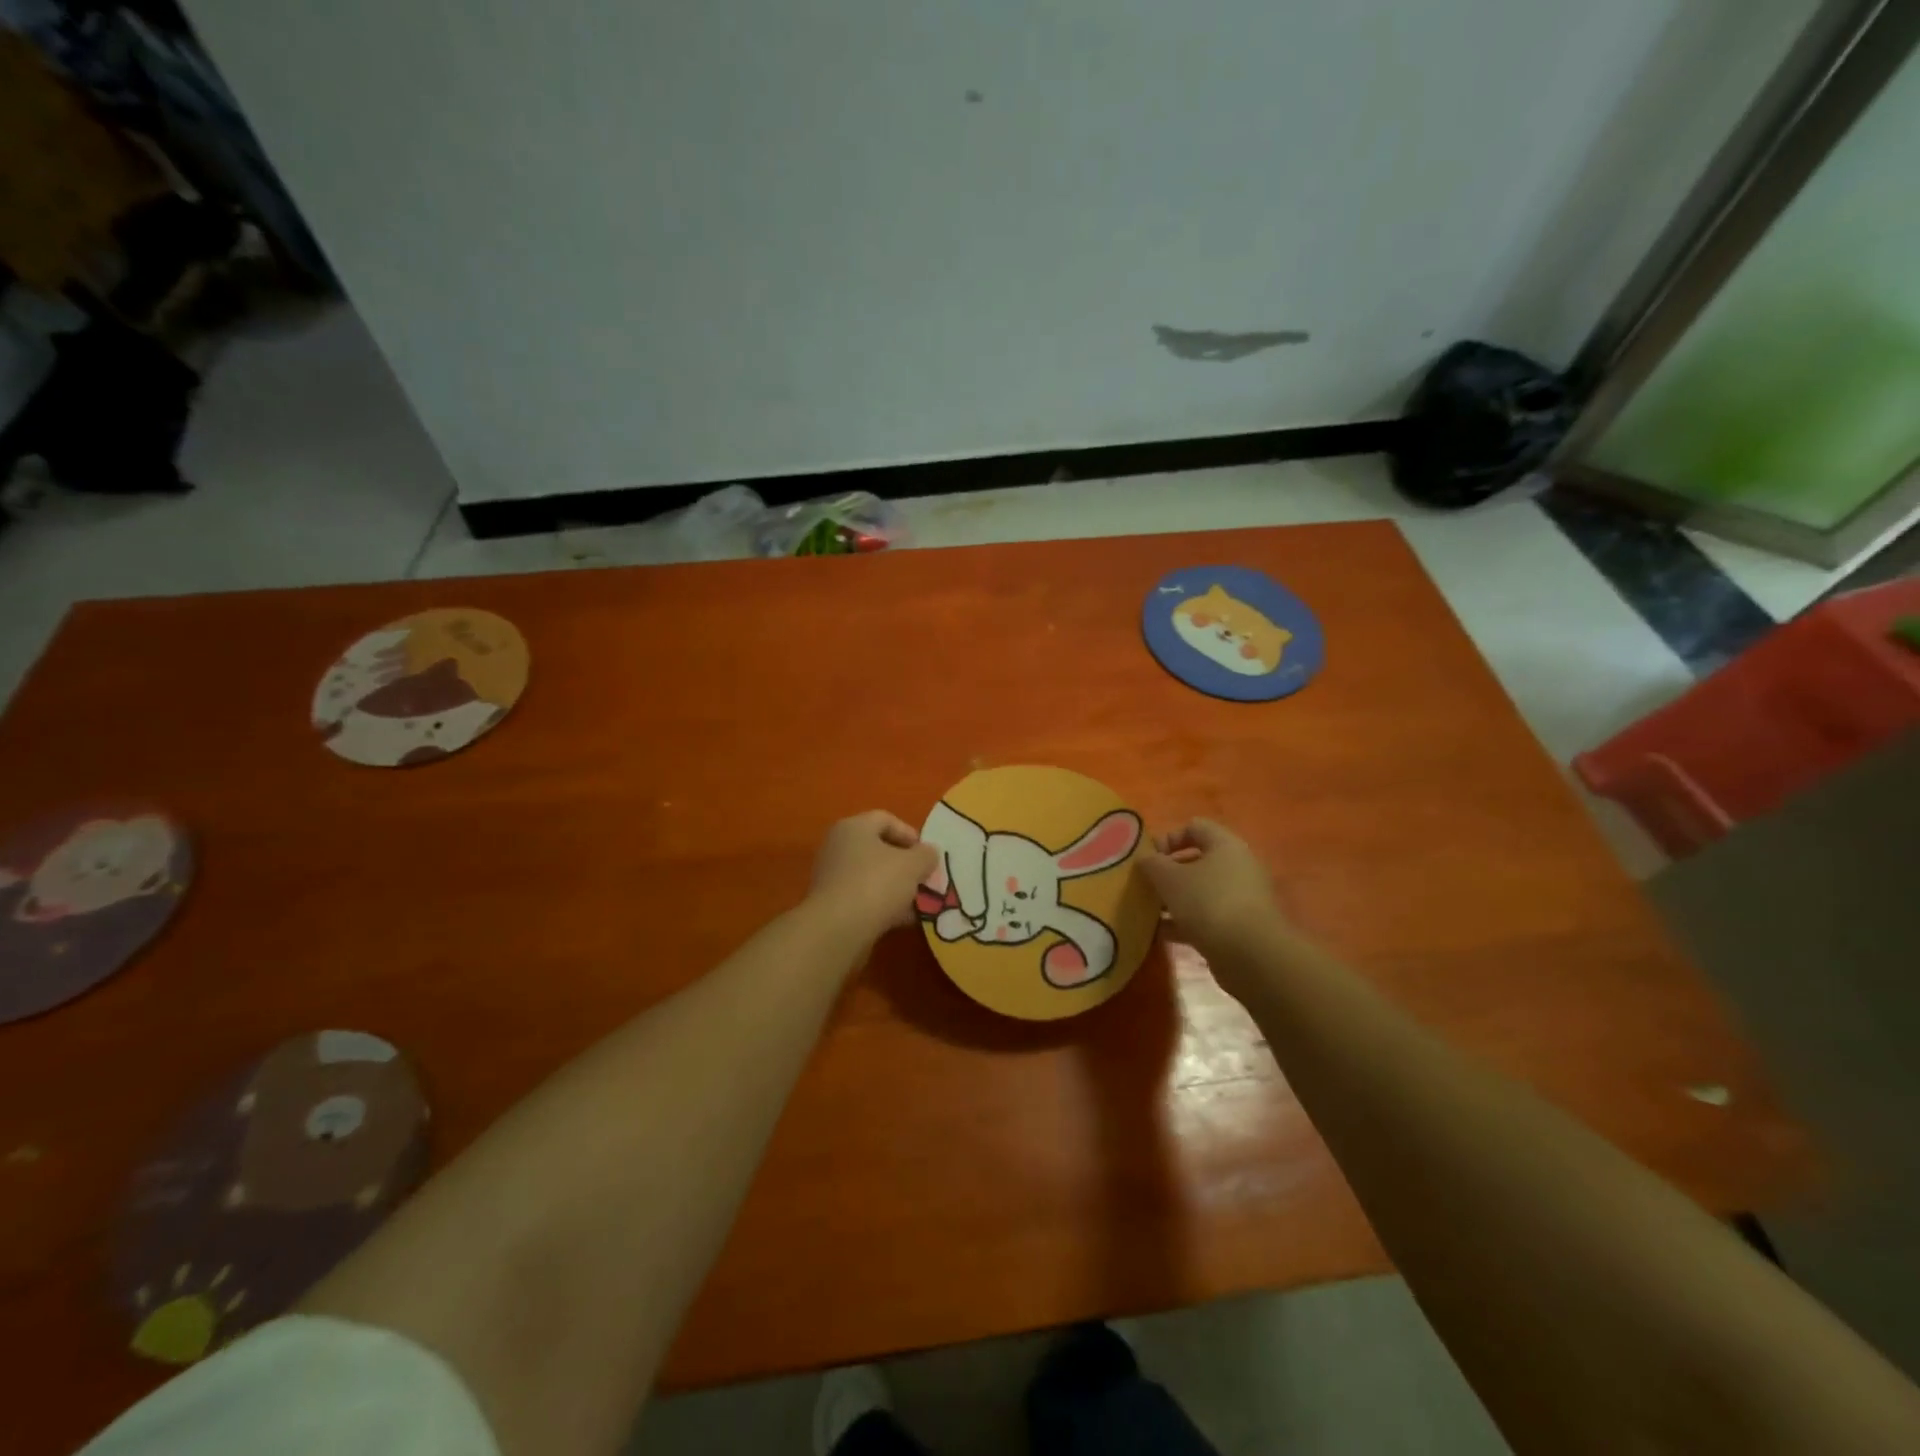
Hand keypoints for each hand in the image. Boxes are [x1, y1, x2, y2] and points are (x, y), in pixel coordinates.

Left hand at [808, 811, 939, 941]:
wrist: (838, 929)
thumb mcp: (913, 865)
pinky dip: (883, 905)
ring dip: (896, 887)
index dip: (910, 834)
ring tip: (918, 903)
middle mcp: (838, 846)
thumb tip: (928, 853)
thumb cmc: (877, 884)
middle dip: (905, 864)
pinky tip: (902, 920)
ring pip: (872, 876)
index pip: (886, 819)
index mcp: (853, 827)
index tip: (927, 855)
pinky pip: (864, 898)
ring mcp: (832, 876)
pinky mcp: (832, 904)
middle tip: (924, 879)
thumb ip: (926, 855)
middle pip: (878, 848)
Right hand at [1139, 819, 1286, 963]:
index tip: (1149, 858)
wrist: (1250, 955)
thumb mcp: (1169, 878)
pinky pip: (1206, 917)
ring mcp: (1241, 899)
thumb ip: (1152, 863)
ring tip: (1149, 911)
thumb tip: (1145, 858)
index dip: (1168, 838)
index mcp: (1225, 845)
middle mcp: (1238, 867)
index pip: (1195, 827)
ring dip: (1174, 899)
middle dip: (1168, 872)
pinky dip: (1184, 923)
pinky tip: (1161, 934)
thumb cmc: (1208, 902)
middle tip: (1146, 885)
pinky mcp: (1240, 927)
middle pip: (1197, 861)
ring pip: (1200, 891)